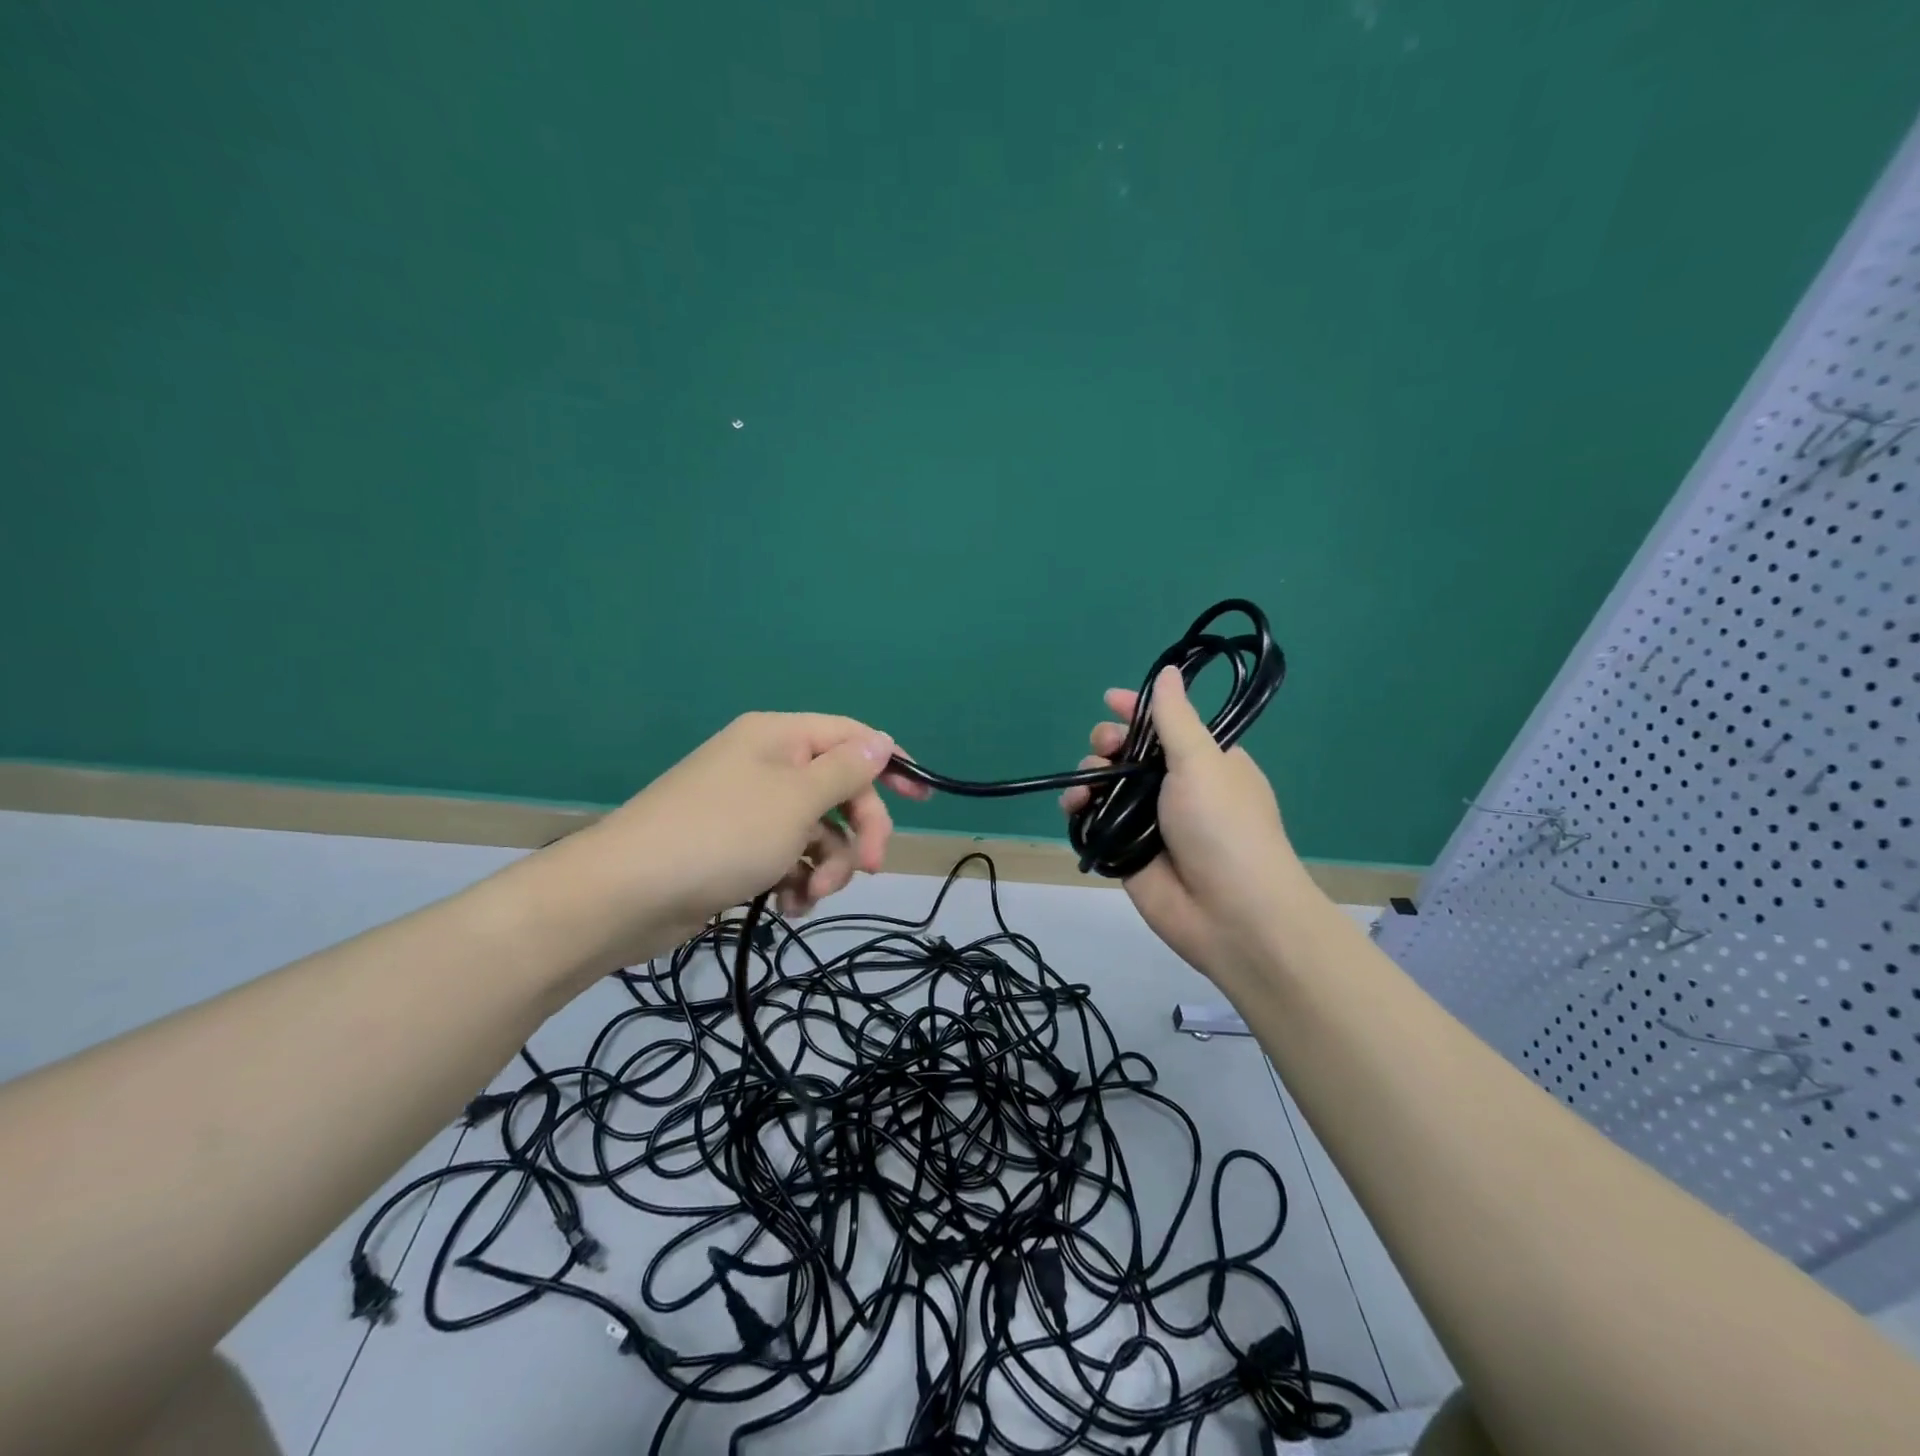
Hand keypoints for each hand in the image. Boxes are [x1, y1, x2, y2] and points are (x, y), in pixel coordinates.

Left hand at [544, 712, 930, 966]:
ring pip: (816, 830)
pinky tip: (788, 907)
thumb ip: (846, 770)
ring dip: (826, 865)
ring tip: (809, 897)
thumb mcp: (797, 799)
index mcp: (779, 738)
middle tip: (867, 869)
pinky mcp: (736, 849)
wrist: (625, 895)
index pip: (851, 736)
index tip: (923, 798)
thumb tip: (881, 739)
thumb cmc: (722, 835)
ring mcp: (749, 809)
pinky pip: (787, 857)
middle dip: (857, 831)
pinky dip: (795, 881)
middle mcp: (766, 765)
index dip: (890, 763)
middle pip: (837, 789)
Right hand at [1060, 666, 1309, 983]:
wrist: (1231, 914)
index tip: (1109, 701)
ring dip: (1089, 776)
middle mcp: (1176, 788)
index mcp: (1205, 762)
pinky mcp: (1125, 852)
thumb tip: (1168, 671)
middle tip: (1105, 749)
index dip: (1137, 709)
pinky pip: (1095, 822)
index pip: (1165, 724)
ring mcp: (1149, 821)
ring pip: (1107, 786)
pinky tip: (1074, 808)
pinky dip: (1080, 811)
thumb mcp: (1203, 762)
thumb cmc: (1224, 826)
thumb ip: (1174, 719)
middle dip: (1109, 744)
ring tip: (1086, 785)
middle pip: (1129, 753)